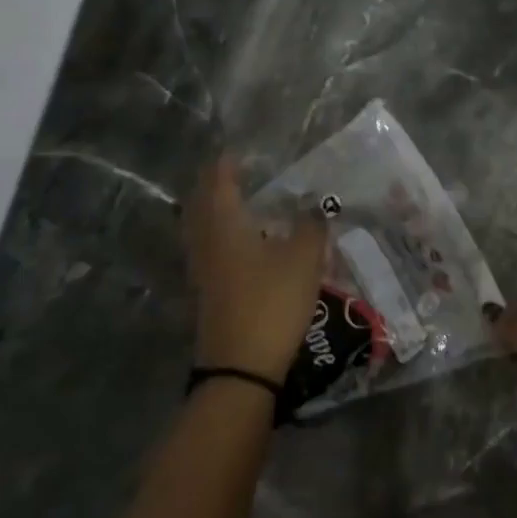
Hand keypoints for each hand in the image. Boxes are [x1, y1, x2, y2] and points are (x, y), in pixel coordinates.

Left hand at [183, 158, 327, 380]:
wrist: (241, 368)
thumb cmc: (272, 301)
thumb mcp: (305, 257)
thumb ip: (312, 224)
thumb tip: (314, 204)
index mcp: (225, 225)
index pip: (219, 181)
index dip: (228, 163)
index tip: (240, 149)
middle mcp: (207, 242)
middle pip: (202, 203)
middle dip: (215, 184)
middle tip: (236, 170)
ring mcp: (204, 270)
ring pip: (203, 228)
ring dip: (216, 209)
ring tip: (240, 199)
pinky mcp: (209, 292)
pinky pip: (210, 248)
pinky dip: (221, 233)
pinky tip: (245, 239)